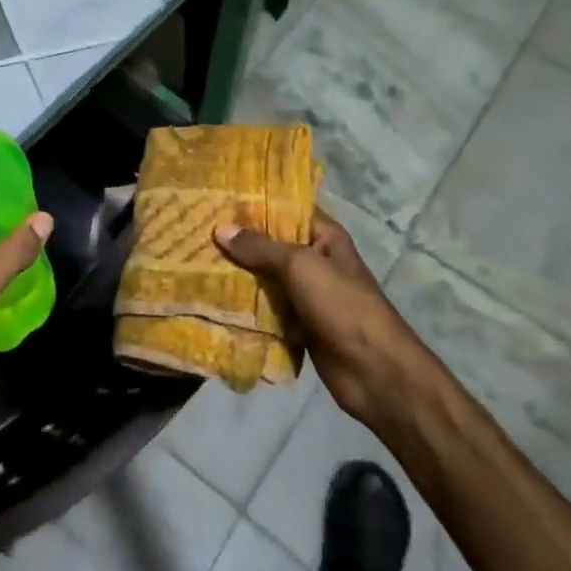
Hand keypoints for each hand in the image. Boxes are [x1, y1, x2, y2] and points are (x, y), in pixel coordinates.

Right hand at [215, 209, 428, 427]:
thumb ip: (260, 247)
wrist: (373, 371)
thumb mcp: (300, 266)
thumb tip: (220, 229)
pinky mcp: (299, 324)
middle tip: (197, 230)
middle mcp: (316, 260)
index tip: (218, 199)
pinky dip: (246, 306)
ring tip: (196, 262)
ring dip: (239, 275)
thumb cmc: (342, 306)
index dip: (256, 204)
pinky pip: (267, 309)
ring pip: (266, 278)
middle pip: (272, 245)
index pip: (287, 209)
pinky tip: (213, 299)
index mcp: (325, 237)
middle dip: (239, 241)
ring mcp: (307, 294)